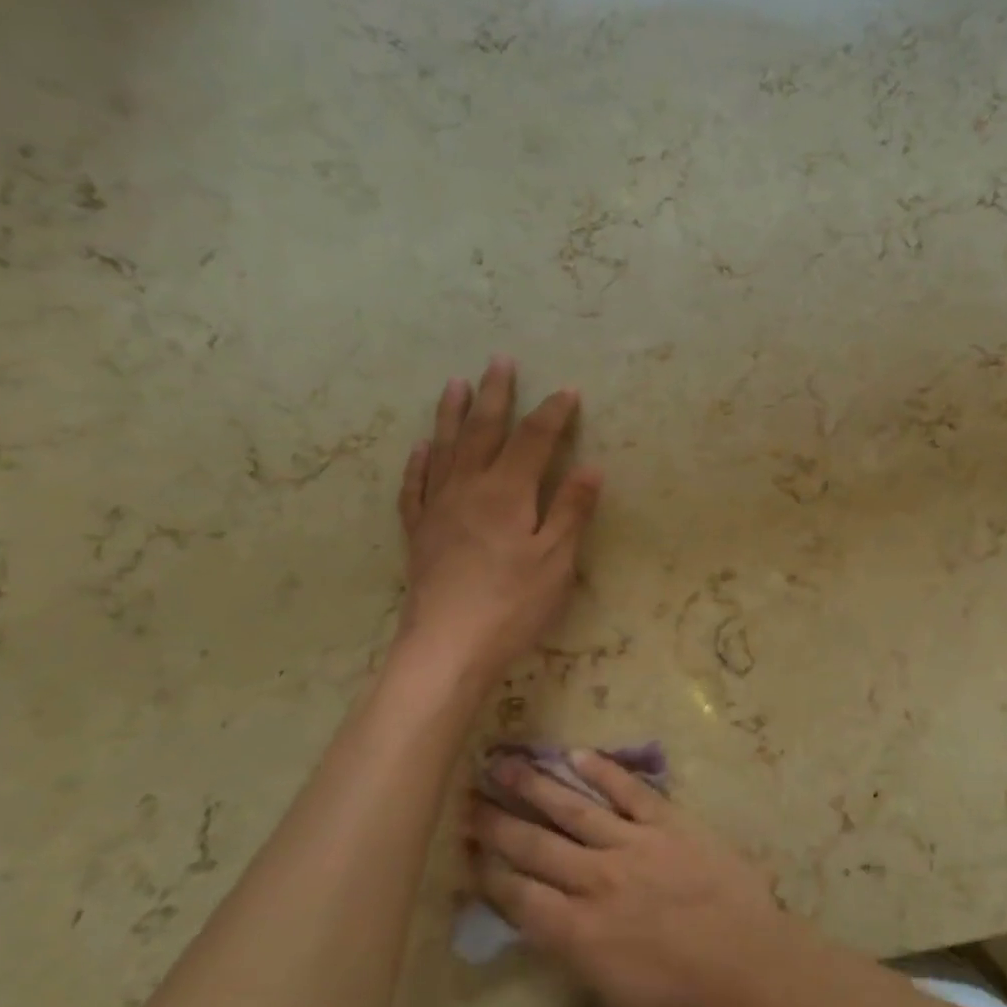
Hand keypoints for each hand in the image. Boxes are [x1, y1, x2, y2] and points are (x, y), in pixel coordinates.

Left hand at [396, 358, 602, 683]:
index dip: (552, 413)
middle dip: (495, 395)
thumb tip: (590, 467)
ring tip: (455, 384)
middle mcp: (468, 488)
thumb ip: (571, 510)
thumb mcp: (556, 560)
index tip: (567, 391)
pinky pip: (415, 486)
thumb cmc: (512, 604)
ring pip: (444, 448)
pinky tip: (421, 449)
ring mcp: (437, 508)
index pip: (533, 439)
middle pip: (483, 431)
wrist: (447, 646)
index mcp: (507, 492)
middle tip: (500, 361)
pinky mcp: (418, 532)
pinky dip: (419, 463)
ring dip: (452, 414)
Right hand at [470, 751, 818, 1006]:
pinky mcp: (671, 823)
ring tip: (503, 762)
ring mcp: (634, 846)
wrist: (753, 973)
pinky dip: (602, 771)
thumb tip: (548, 922)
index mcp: (577, 934)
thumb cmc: (685, 1005)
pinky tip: (577, 753)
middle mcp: (596, 881)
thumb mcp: (612, 998)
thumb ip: (574, 953)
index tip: (462, 847)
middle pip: (534, 845)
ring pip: (573, 809)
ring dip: (535, 785)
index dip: (485, 871)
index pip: (517, 895)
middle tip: (467, 795)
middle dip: (496, 821)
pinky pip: (629, 791)